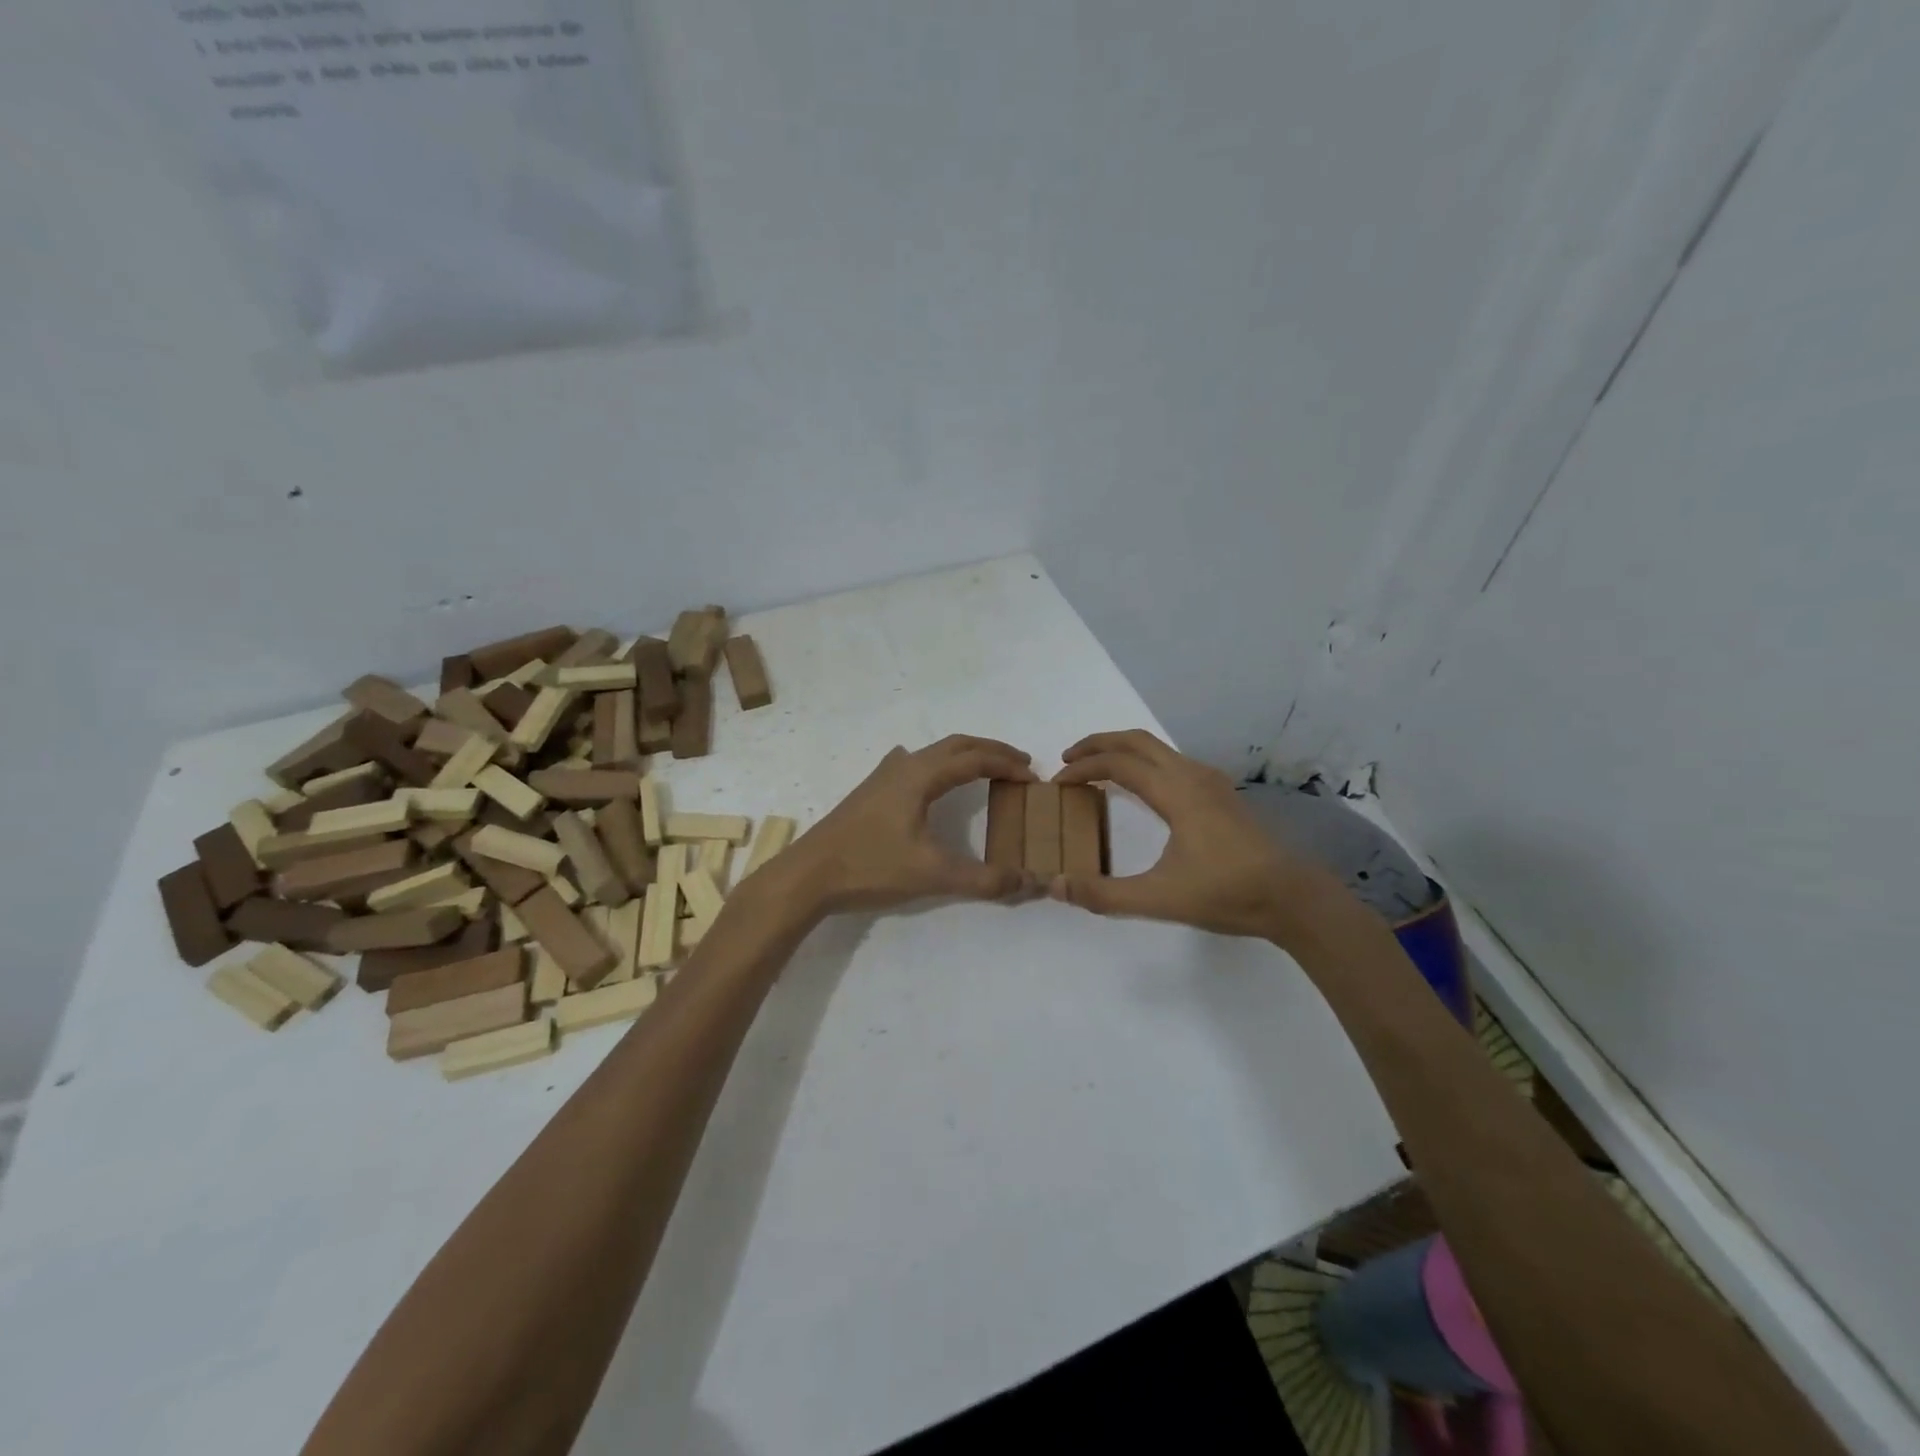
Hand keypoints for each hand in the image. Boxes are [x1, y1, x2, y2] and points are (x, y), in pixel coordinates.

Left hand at [778, 736, 1038, 914]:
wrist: (808, 875)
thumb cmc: (870, 867)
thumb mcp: (932, 875)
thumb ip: (983, 879)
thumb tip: (1028, 881)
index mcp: (921, 776)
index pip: (975, 759)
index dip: (1008, 765)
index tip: (1034, 778)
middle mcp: (904, 766)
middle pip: (956, 746)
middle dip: (991, 751)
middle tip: (1020, 765)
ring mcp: (883, 776)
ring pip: (933, 753)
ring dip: (964, 756)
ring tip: (986, 770)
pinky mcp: (870, 791)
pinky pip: (913, 764)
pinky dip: (936, 764)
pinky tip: (927, 778)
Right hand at [1050, 729, 1332, 941]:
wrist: (1293, 898)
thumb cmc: (1227, 894)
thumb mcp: (1159, 899)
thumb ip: (1103, 894)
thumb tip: (1054, 885)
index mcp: (1176, 792)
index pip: (1118, 764)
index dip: (1082, 768)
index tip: (1057, 783)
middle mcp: (1192, 775)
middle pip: (1136, 740)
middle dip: (1098, 743)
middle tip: (1067, 759)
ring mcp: (1211, 781)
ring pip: (1157, 748)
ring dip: (1122, 751)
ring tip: (1097, 769)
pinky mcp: (1221, 793)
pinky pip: (1172, 761)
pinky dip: (1144, 762)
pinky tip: (1140, 788)